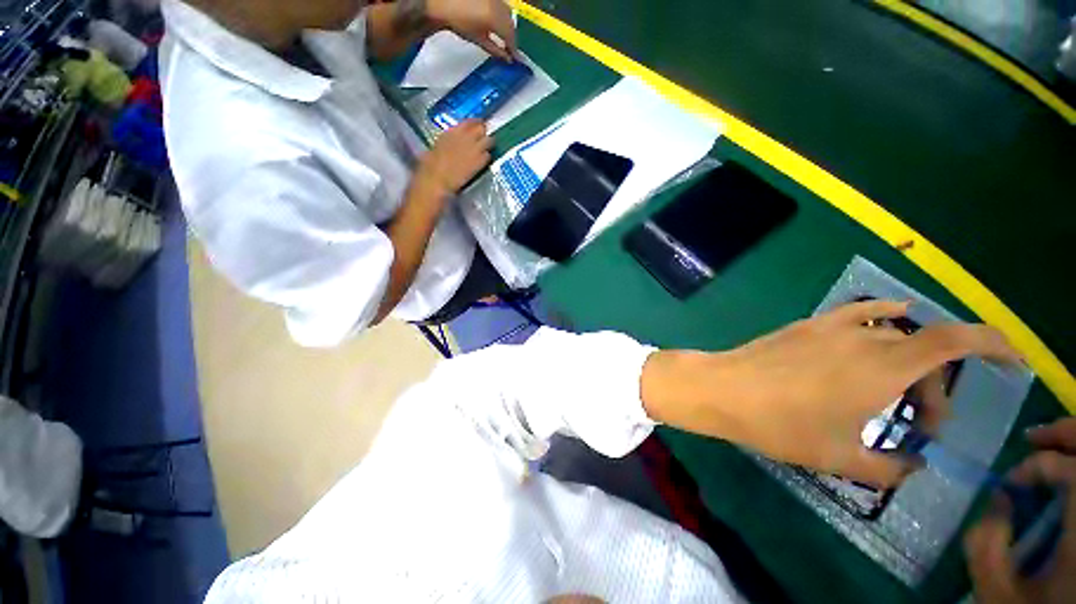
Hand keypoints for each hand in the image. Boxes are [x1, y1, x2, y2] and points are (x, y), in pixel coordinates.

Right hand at [414, 120, 491, 196]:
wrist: (437, 177)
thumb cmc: (431, 162)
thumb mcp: (438, 144)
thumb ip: (449, 138)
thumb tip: (451, 139)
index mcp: (454, 130)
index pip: (470, 121)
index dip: (475, 123)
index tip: (477, 125)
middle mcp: (466, 136)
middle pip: (482, 128)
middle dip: (483, 132)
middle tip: (482, 137)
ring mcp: (474, 149)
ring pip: (489, 140)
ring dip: (487, 143)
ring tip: (485, 148)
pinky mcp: (479, 162)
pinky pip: (488, 156)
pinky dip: (486, 157)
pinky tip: (482, 161)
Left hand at [427, 0, 516, 59]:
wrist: (443, 2)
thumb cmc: (459, 22)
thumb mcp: (479, 39)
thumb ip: (495, 50)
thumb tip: (506, 59)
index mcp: (495, 19)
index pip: (510, 36)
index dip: (514, 48)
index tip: (514, 58)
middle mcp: (497, 6)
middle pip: (511, 24)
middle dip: (512, 37)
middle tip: (509, 49)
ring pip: (508, 14)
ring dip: (508, 26)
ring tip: (504, 38)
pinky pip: (502, 6)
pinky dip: (503, 17)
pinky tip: (498, 24)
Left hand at [641, 300, 1020, 485]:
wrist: (721, 388)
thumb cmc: (778, 424)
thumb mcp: (839, 458)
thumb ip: (887, 467)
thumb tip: (913, 466)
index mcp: (882, 368)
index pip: (955, 342)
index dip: (993, 343)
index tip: (1013, 359)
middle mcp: (864, 338)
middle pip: (926, 348)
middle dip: (938, 384)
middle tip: (923, 421)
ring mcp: (830, 326)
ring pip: (894, 333)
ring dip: (909, 359)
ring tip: (897, 390)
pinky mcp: (806, 325)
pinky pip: (857, 314)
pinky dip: (883, 319)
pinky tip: (885, 327)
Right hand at [964, 419, 1075, 603]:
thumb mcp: (998, 591)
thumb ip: (986, 544)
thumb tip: (999, 498)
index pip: (1072, 472)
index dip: (1038, 466)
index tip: (1010, 481)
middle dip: (1067, 433)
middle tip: (1034, 436)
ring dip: (1072, 444)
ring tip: (1048, 444)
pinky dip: (1074, 467)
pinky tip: (1062, 470)